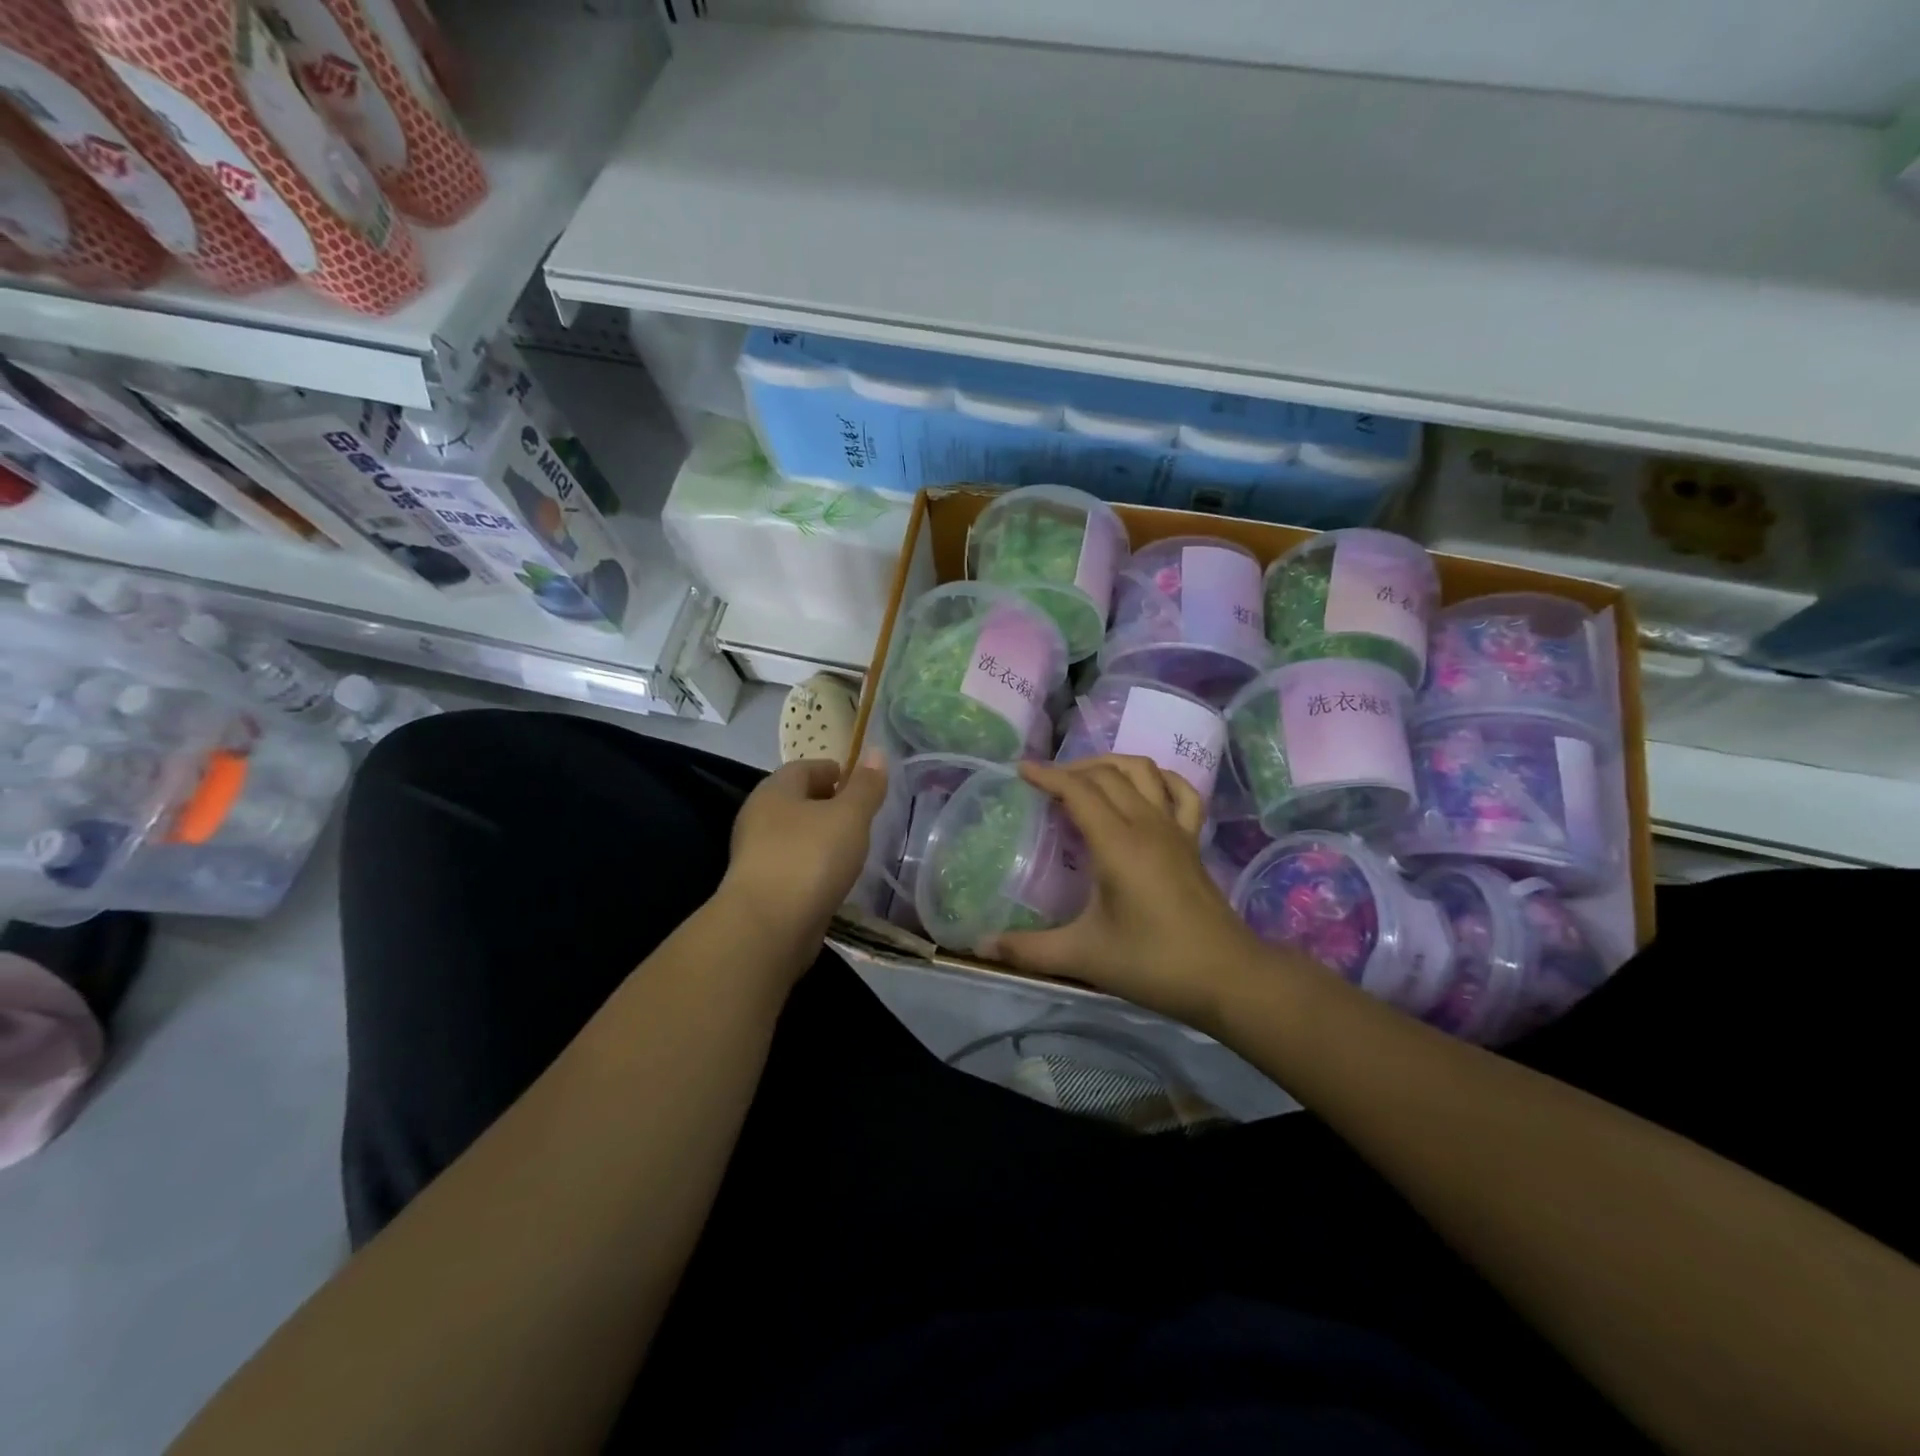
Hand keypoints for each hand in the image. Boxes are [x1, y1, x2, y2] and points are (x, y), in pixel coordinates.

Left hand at [721, 753, 888, 950]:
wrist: (768, 927)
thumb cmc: (810, 858)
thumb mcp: (849, 816)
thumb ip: (865, 786)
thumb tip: (876, 752)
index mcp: (775, 790)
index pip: (805, 767)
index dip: (835, 771)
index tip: (863, 786)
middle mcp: (759, 817)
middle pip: (798, 801)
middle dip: (829, 805)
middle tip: (863, 816)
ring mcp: (756, 855)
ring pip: (796, 835)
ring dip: (822, 838)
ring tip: (854, 848)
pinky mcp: (761, 888)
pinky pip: (794, 866)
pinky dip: (814, 866)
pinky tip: (834, 879)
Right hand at [987, 756, 1265, 1025]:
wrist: (1228, 977)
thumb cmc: (1154, 963)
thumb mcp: (1084, 956)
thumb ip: (1029, 949)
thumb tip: (980, 947)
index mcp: (1117, 843)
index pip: (1078, 790)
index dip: (1047, 775)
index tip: (1020, 770)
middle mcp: (1146, 824)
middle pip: (1107, 774)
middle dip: (1072, 769)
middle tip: (1044, 784)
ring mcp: (1175, 829)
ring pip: (1144, 771)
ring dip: (1111, 764)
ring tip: (1086, 778)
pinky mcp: (1193, 841)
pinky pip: (1181, 792)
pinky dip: (1160, 779)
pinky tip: (1146, 788)